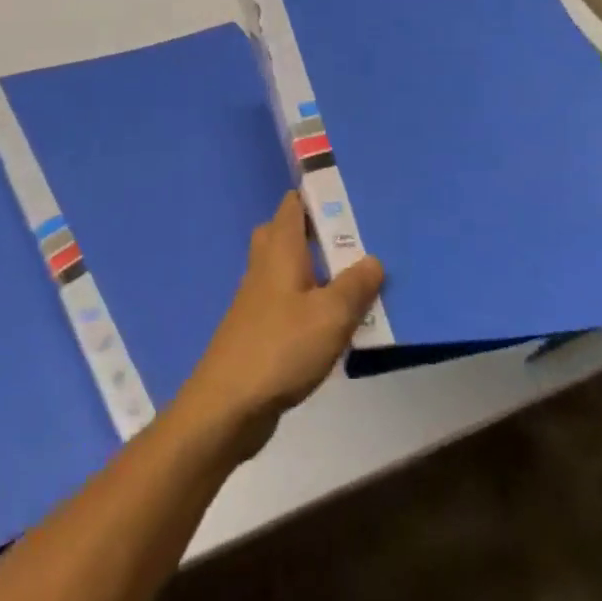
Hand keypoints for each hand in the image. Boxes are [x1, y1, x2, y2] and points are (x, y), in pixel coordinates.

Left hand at [175, 191, 383, 460]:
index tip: (348, 198)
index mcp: (280, 249)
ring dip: (315, 269)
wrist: (228, 405)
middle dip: (316, 232)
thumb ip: (355, 285)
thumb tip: (373, 259)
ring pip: (287, 268)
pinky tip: (332, 323)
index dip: (316, 195)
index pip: (293, 204)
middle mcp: (265, 265)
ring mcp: (257, 298)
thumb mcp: (331, 315)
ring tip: (353, 281)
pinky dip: (308, 301)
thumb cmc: (281, 348)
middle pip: (286, 233)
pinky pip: (286, 300)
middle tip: (354, 241)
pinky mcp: (258, 328)